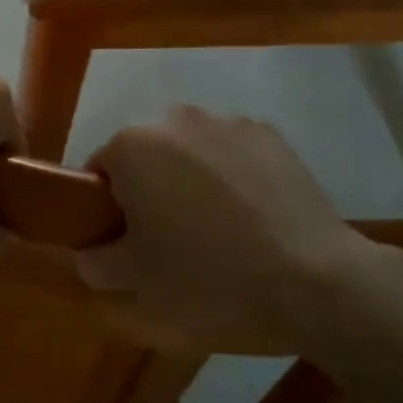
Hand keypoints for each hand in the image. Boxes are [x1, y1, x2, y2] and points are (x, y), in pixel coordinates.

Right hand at [75, 105, 366, 349]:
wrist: (316, 282)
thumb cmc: (211, 279)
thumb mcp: (136, 284)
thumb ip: (94, 262)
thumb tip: (86, 251)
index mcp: (132, 146)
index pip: (99, 172)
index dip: (109, 210)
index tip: (130, 244)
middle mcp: (174, 118)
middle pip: (145, 156)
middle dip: (150, 190)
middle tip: (172, 241)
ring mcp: (226, 121)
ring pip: (189, 151)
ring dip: (191, 179)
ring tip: (218, 230)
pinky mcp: (269, 134)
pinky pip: (231, 152)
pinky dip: (232, 176)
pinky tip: (252, 217)